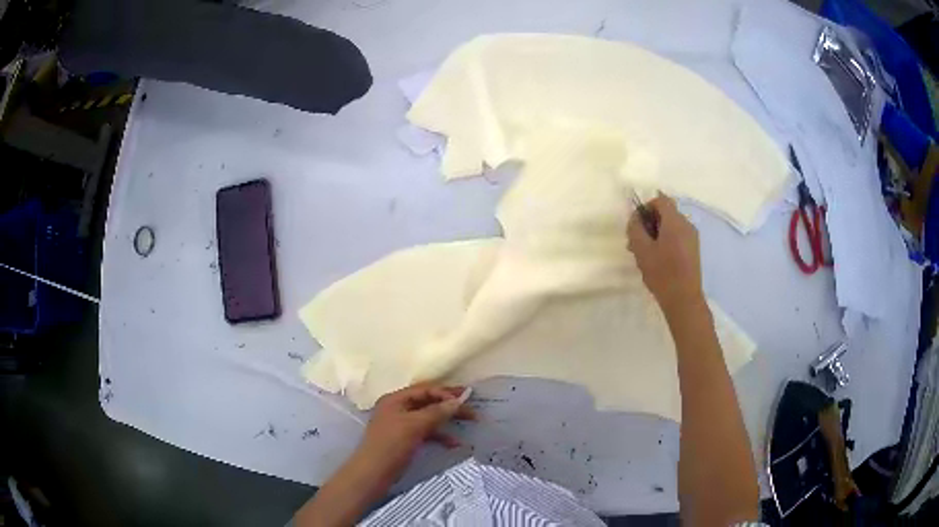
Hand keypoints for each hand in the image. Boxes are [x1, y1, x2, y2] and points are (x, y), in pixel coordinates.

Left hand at [355, 382, 474, 484]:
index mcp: (395, 399)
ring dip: (448, 420)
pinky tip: (455, 443)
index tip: (466, 398)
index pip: (424, 390)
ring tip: (470, 422)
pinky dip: (441, 436)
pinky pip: (427, 432)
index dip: (445, 393)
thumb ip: (437, 412)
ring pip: (429, 417)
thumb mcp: (414, 426)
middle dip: (450, 405)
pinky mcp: (406, 440)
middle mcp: (398, 408)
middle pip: (428, 402)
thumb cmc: (391, 445)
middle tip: (472, 407)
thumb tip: (457, 401)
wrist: (374, 473)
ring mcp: (401, 425)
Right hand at [627, 193, 703, 310]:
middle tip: (636, 241)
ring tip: (644, 254)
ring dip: (656, 234)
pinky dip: (666, 242)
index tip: (636, 224)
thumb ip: (635, 229)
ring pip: (671, 227)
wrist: (684, 299)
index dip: (646, 206)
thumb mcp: (642, 250)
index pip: (661, 200)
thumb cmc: (662, 273)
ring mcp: (692, 238)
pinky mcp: (693, 251)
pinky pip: (678, 237)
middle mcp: (687, 225)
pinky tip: (657, 260)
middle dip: (649, 223)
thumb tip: (635, 217)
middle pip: (666, 213)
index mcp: (675, 221)